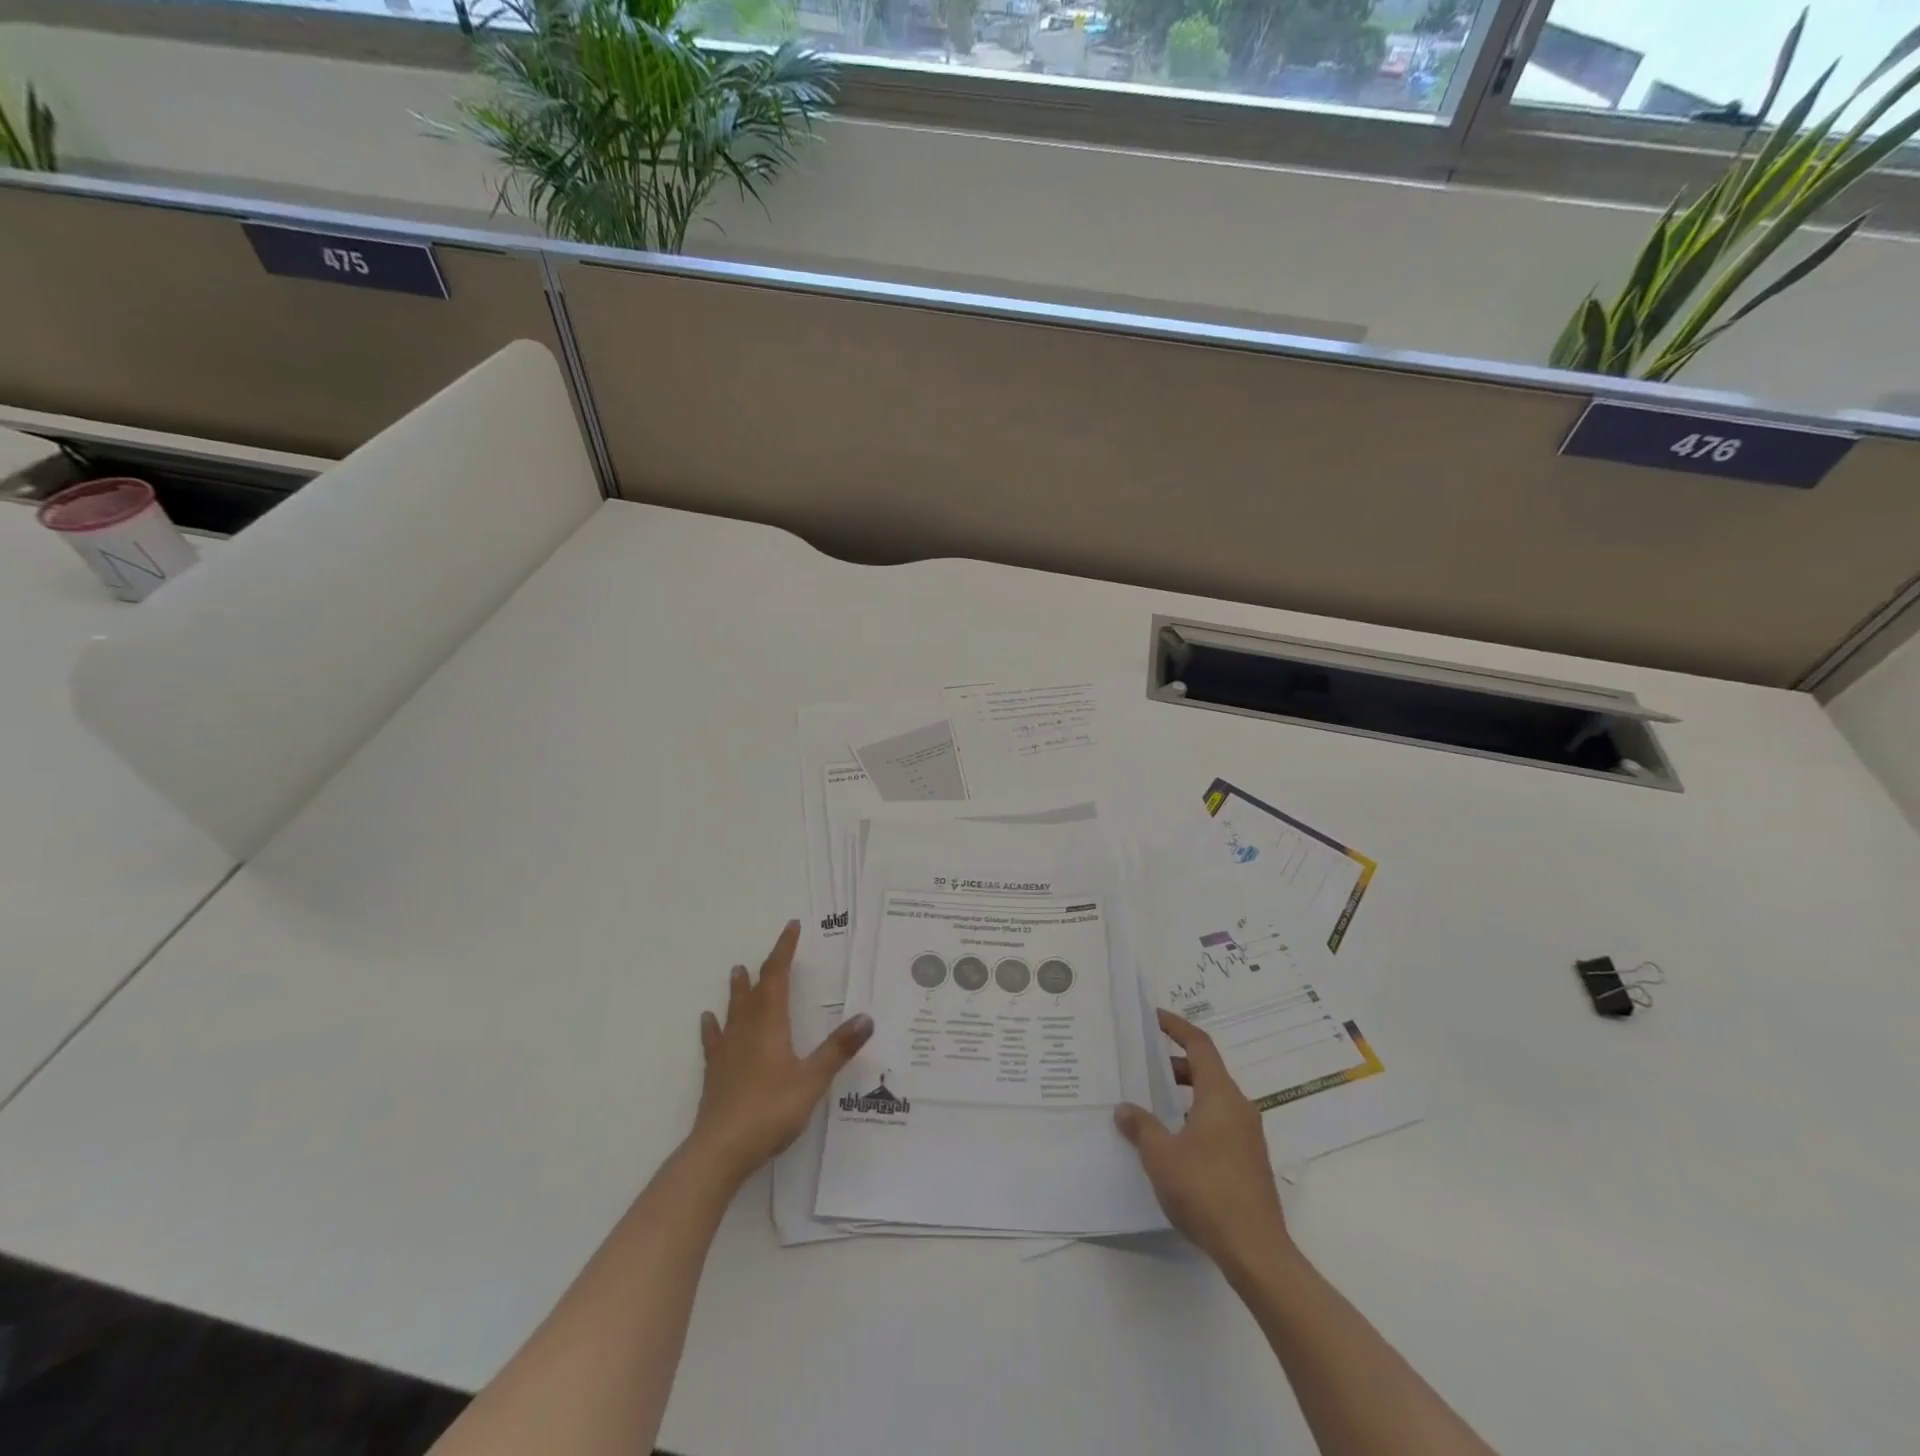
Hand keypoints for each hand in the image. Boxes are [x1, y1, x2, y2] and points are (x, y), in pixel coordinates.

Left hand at [691, 920, 872, 1185]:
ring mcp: (727, 1052)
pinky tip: (708, 1020)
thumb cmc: (770, 1111)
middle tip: (774, 951)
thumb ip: (838, 1049)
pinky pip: (714, 1040)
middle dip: (766, 968)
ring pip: (733, 1010)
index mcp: (770, 1025)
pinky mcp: (715, 1073)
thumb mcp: (812, 1080)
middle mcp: (746, 1030)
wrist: (719, 1151)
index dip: (784, 950)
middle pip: (755, 990)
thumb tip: (866, 1017)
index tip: (791, 928)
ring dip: (738, 990)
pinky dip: (713, 1026)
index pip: (777, 976)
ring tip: (737, 971)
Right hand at [1115, 1009, 1290, 1268]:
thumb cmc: (1206, 1190)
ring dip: (1184, 1095)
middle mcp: (1239, 1108)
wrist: (1255, 1251)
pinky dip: (1194, 1119)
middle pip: (1206, 1071)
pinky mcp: (1249, 1162)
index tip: (1154, 1018)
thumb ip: (1141, 1127)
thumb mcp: (1161, 1155)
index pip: (1199, 1045)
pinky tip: (1172, 1142)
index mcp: (1220, 1095)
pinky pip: (1218, 1124)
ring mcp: (1248, 1136)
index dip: (1176, 1027)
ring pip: (1212, 1100)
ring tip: (1152, 1105)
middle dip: (1174, 1065)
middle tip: (1143, 1066)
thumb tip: (1124, 1109)